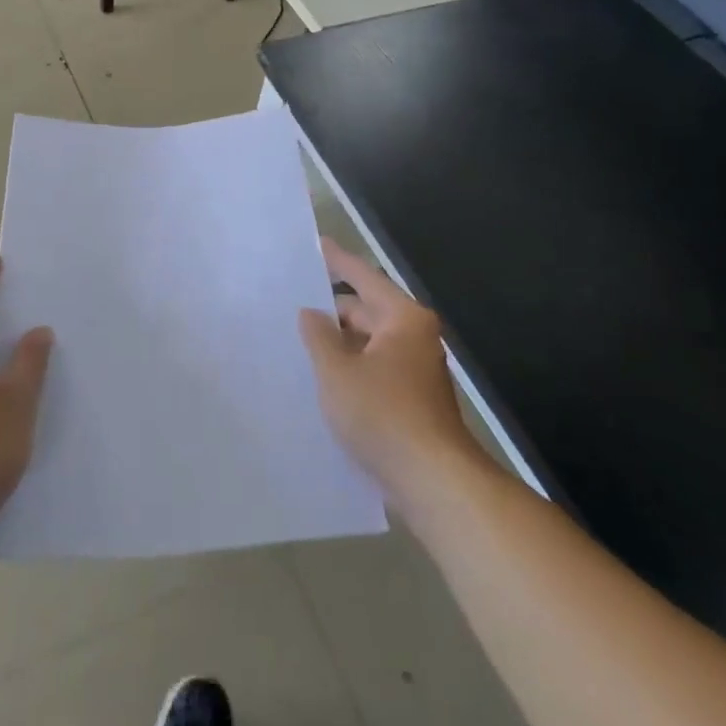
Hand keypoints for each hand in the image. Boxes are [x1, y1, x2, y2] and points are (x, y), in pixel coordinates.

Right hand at [299, 238, 480, 503]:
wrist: (433, 482)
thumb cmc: (383, 415)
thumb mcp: (338, 372)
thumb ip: (319, 337)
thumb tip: (311, 313)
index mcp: (402, 319)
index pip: (364, 278)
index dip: (338, 261)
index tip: (316, 244)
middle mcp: (414, 337)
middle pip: (367, 310)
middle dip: (332, 309)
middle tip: (292, 303)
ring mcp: (415, 370)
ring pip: (369, 343)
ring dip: (339, 343)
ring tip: (299, 340)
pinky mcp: (412, 400)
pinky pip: (374, 369)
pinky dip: (351, 367)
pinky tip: (322, 378)